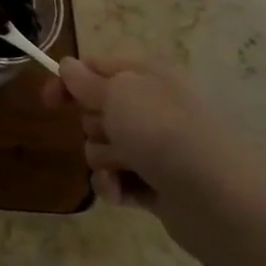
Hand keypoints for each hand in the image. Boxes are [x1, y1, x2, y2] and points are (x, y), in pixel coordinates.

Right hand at [43, 58, 265, 254]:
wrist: (217, 200)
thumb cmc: (163, 132)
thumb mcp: (117, 93)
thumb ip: (85, 80)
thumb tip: (67, 66)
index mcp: (148, 76)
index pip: (95, 67)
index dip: (67, 81)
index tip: (48, 102)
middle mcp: (153, 107)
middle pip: (96, 110)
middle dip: (93, 125)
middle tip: (112, 133)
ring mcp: (157, 148)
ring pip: (102, 147)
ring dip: (105, 159)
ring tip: (127, 168)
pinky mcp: (157, 185)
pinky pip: (116, 180)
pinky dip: (115, 186)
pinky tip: (124, 192)